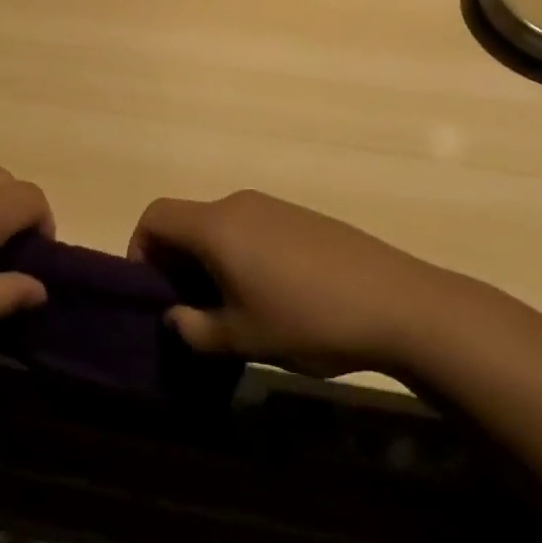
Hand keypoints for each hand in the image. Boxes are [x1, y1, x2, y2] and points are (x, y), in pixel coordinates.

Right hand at [129, 190, 461, 373]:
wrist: (401, 304)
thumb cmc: (309, 320)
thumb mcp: (244, 338)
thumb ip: (195, 329)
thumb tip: (174, 317)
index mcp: (215, 226)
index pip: (155, 216)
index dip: (140, 248)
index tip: (152, 290)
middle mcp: (238, 204)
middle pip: (186, 219)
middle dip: (176, 260)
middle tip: (190, 307)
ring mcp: (273, 206)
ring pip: (219, 225)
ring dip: (209, 259)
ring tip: (232, 306)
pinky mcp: (301, 217)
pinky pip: (251, 227)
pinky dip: (240, 253)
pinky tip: (272, 294)